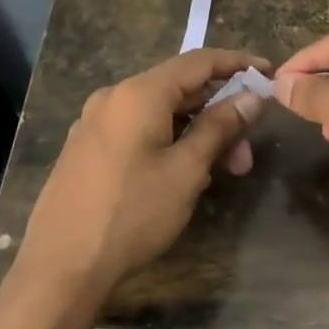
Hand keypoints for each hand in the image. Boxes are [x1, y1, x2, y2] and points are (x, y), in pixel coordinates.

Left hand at [13, 48, 269, 310]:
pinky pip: (139, 130)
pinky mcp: (87, 148)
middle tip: (247, 153)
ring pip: (160, 113)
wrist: (60, 267)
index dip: (237, 64)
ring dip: (197, 133)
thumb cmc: (132, 214)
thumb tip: (252, 97)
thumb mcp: (186, 170)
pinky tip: (185, 174)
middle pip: (179, 89)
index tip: (268, 74)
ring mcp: (95, 123)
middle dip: (220, 113)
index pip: (198, 61)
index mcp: (139, 93)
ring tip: (222, 172)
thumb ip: (220, 127)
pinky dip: (170, 141)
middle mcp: (114, 97)